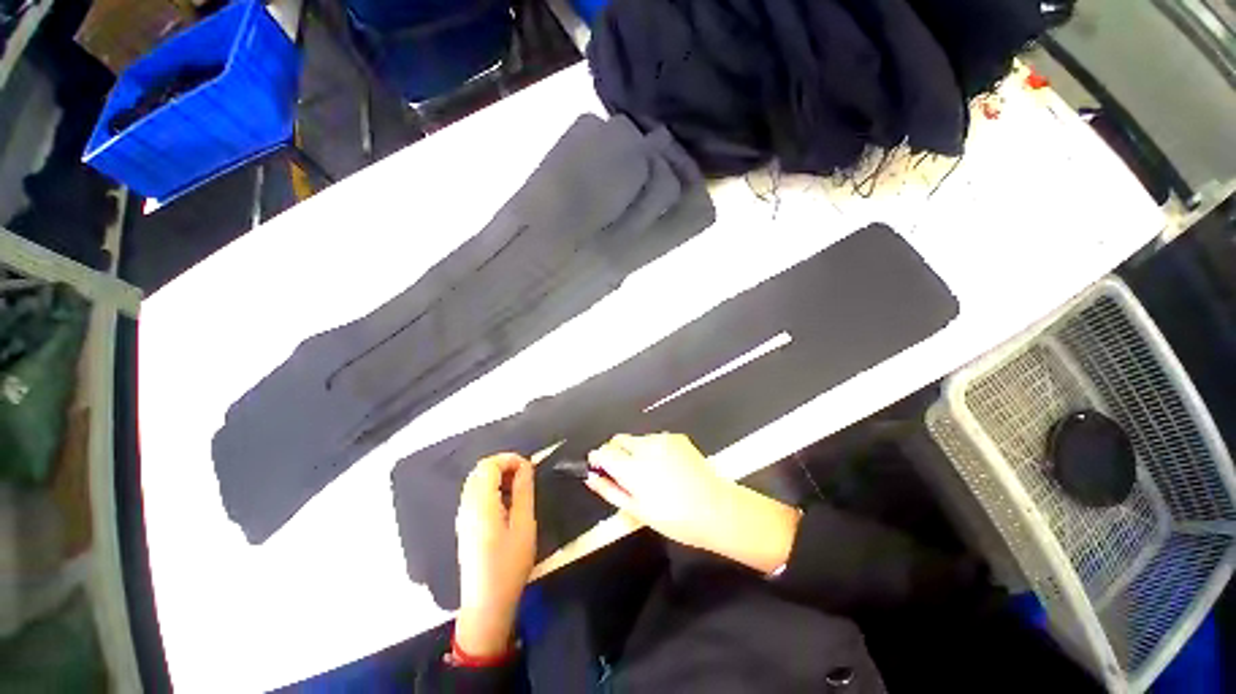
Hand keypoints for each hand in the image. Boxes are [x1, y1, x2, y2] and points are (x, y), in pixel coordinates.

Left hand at [454, 453, 535, 656]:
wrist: (487, 603)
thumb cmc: (509, 564)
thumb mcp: (524, 524)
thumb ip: (523, 490)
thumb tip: (525, 466)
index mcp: (480, 504)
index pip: (488, 465)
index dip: (509, 459)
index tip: (529, 467)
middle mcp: (466, 506)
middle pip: (480, 471)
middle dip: (504, 465)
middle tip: (526, 476)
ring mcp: (463, 516)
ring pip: (476, 481)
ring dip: (498, 477)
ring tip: (519, 488)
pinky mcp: (464, 525)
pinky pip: (475, 495)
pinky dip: (491, 489)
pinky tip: (507, 503)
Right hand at [586, 433, 800, 573]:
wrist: (717, 508)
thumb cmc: (677, 518)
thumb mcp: (638, 510)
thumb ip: (610, 490)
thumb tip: (592, 478)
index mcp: (632, 468)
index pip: (603, 452)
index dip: (598, 459)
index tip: (599, 468)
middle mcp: (645, 447)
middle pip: (618, 440)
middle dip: (615, 453)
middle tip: (625, 474)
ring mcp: (662, 439)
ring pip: (637, 439)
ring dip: (635, 451)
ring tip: (651, 474)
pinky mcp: (676, 437)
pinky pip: (655, 439)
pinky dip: (653, 449)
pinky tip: (666, 467)